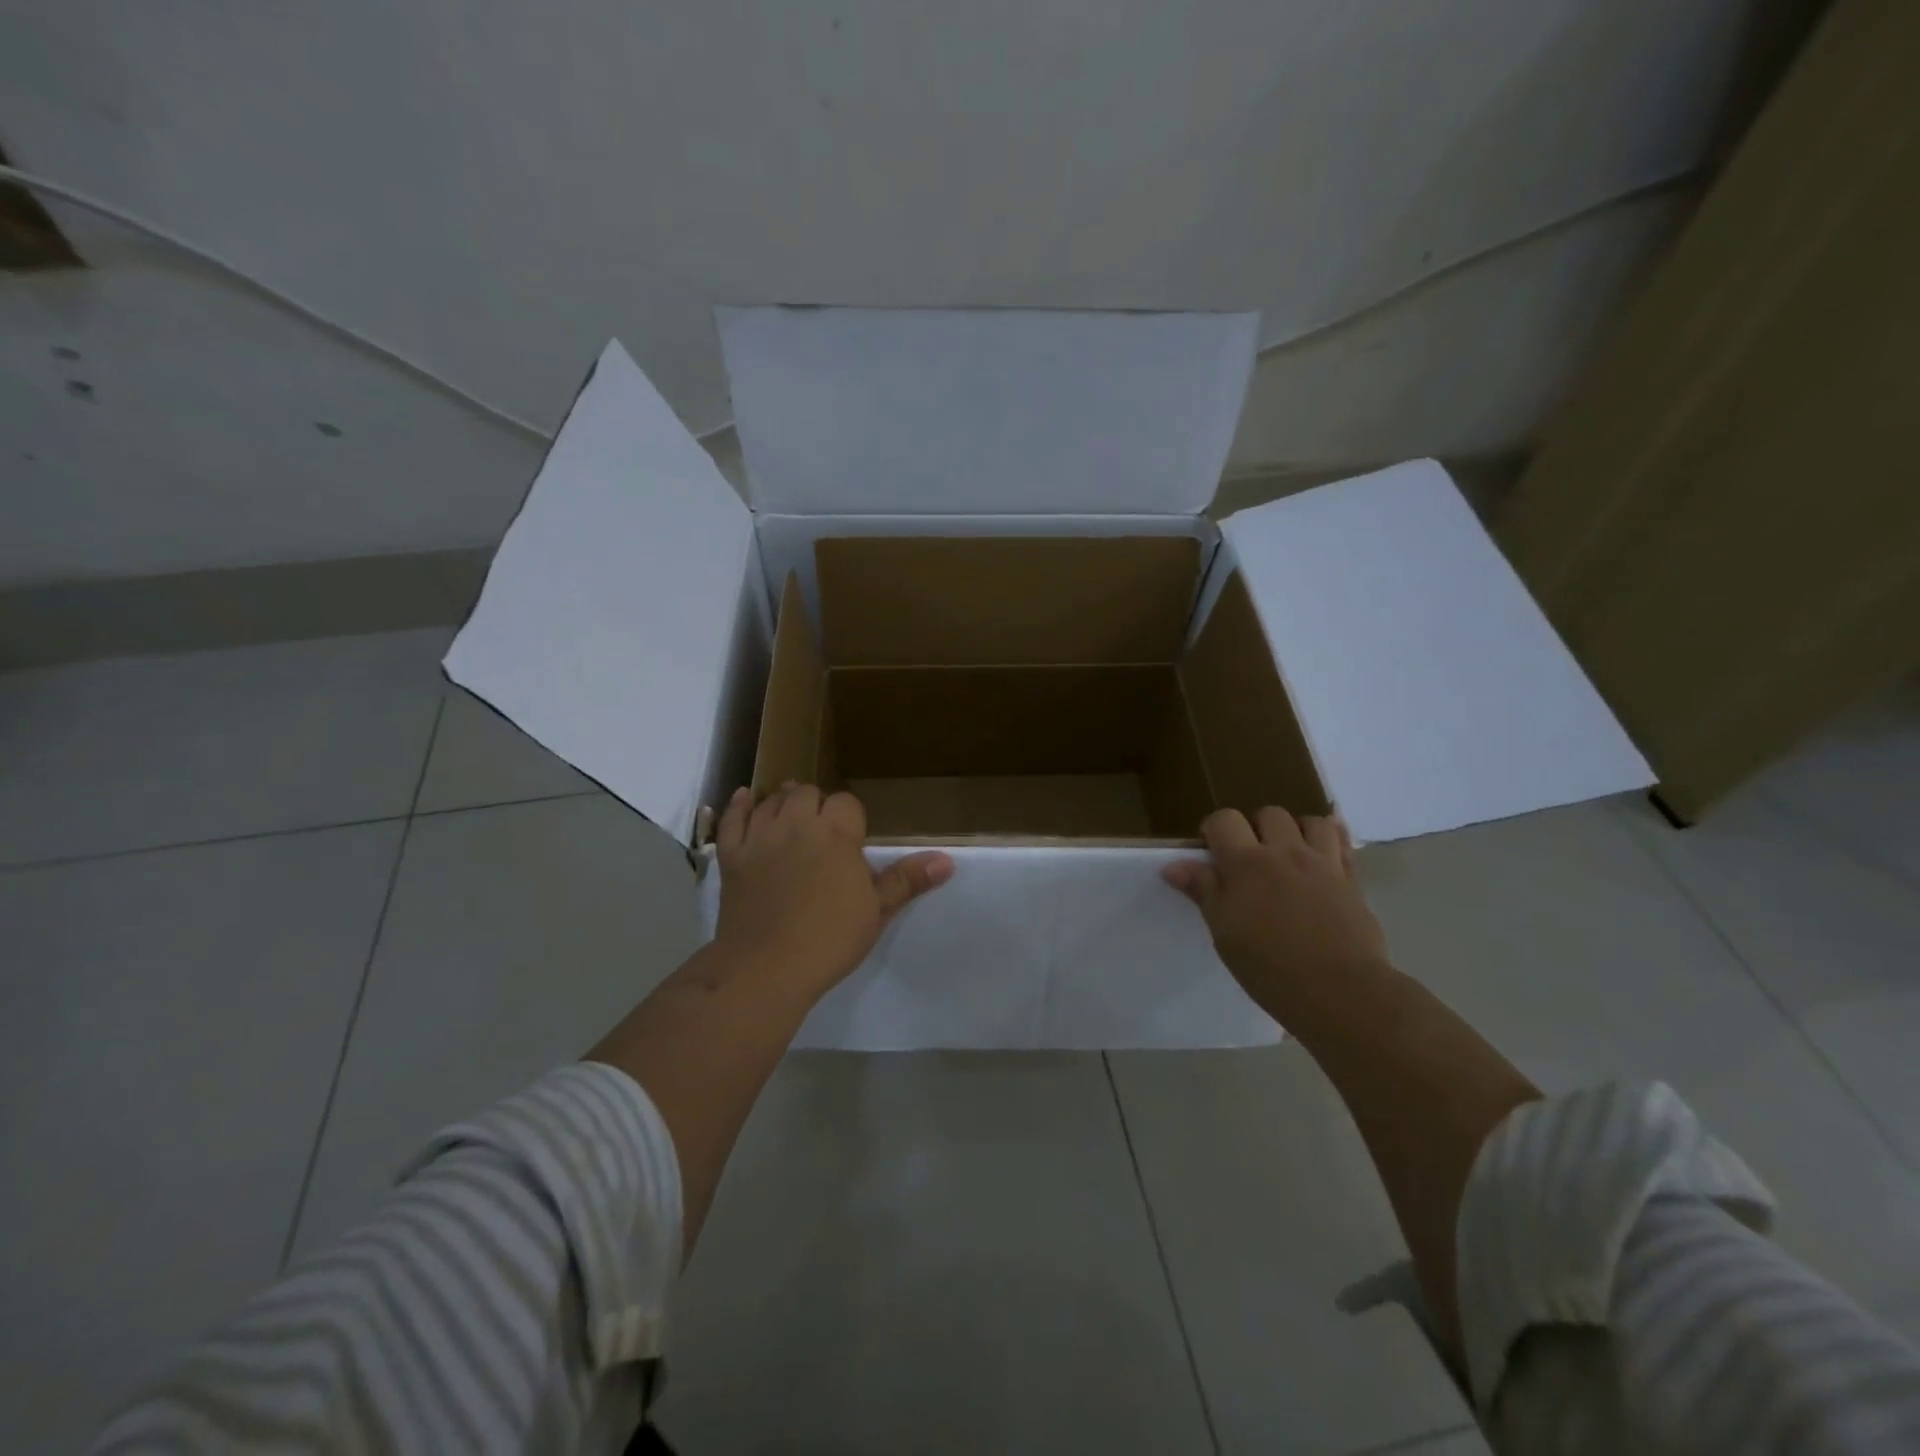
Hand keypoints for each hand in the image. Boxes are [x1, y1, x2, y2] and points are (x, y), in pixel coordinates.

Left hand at [712, 783, 953, 994]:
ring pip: (772, 800)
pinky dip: (739, 806)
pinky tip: (747, 798)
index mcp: (836, 833)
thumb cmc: (829, 938)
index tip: (853, 841)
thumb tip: (946, 860)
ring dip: (784, 802)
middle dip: (817, 805)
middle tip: (824, 832)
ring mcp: (760, 837)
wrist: (767, 967)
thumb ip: (907, 880)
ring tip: (793, 815)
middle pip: (807, 793)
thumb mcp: (876, 910)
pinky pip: (733, 819)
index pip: (846, 802)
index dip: (851, 818)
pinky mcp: (732, 855)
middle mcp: (797, 823)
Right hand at [1162, 807, 1392, 1025]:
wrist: (1341, 992)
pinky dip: (1333, 840)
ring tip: (1290, 856)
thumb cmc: (1270, 967)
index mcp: (1246, 863)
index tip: (1212, 853)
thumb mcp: (1224, 933)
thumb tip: (1172, 866)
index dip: (1214, 830)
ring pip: (1312, 822)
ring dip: (1297, 831)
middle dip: (1256, 828)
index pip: (1224, 820)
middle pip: (1269, 814)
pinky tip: (1324, 854)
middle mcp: (1285, 852)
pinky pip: (1344, 843)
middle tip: (1251, 860)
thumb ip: (1203, 891)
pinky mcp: (1352, 881)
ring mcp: (1323, 864)